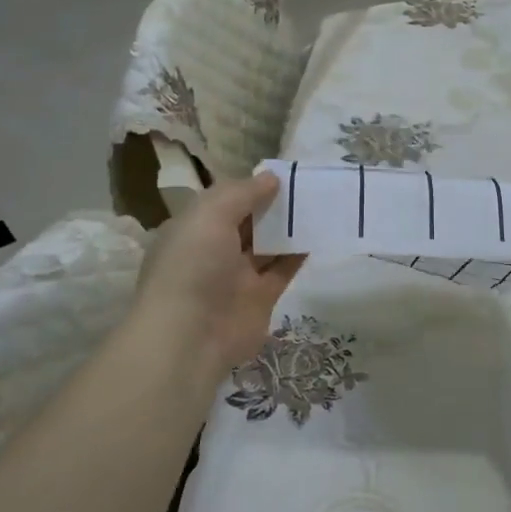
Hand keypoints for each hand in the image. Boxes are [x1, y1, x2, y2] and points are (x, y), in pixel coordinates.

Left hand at [133, 173, 305, 373]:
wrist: (191, 337)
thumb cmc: (193, 266)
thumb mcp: (210, 215)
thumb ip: (242, 193)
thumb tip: (271, 178)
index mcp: (192, 229)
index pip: (223, 201)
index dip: (249, 187)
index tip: (282, 174)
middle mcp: (212, 251)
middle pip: (247, 223)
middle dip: (272, 206)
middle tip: (308, 186)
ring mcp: (236, 277)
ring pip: (267, 246)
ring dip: (288, 228)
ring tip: (319, 206)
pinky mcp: (261, 299)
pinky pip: (282, 270)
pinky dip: (298, 254)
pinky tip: (318, 235)